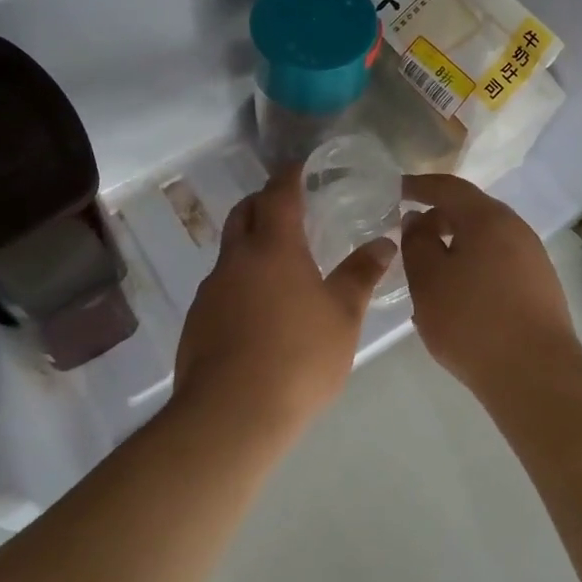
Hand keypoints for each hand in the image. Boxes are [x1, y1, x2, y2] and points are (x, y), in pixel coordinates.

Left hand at [170, 165, 394, 444]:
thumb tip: (384, 243)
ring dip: (251, 246)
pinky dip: (241, 282)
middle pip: (244, 213)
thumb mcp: (342, 316)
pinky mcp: (197, 320)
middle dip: (263, 202)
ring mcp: (211, 289)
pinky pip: (221, 286)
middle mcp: (236, 259)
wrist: (231, 414)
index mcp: (274, 247)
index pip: (279, 193)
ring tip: (281, 266)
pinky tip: (260, 312)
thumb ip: (361, 275)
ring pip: (230, 251)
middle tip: (289, 208)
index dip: (290, 175)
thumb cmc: (298, 357)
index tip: (301, 167)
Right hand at [401, 174, 581, 398]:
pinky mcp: (540, 286)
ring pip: (485, 239)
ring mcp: (532, 257)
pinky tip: (458, 294)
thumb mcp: (428, 280)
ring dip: (456, 245)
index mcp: (488, 218)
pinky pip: (498, 261)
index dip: (418, 185)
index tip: (394, 191)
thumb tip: (418, 219)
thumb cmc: (472, 321)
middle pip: (470, 211)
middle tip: (408, 235)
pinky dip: (473, 265)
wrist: (536, 375)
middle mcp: (515, 229)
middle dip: (437, 217)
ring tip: (428, 268)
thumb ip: (417, 242)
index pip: (448, 187)